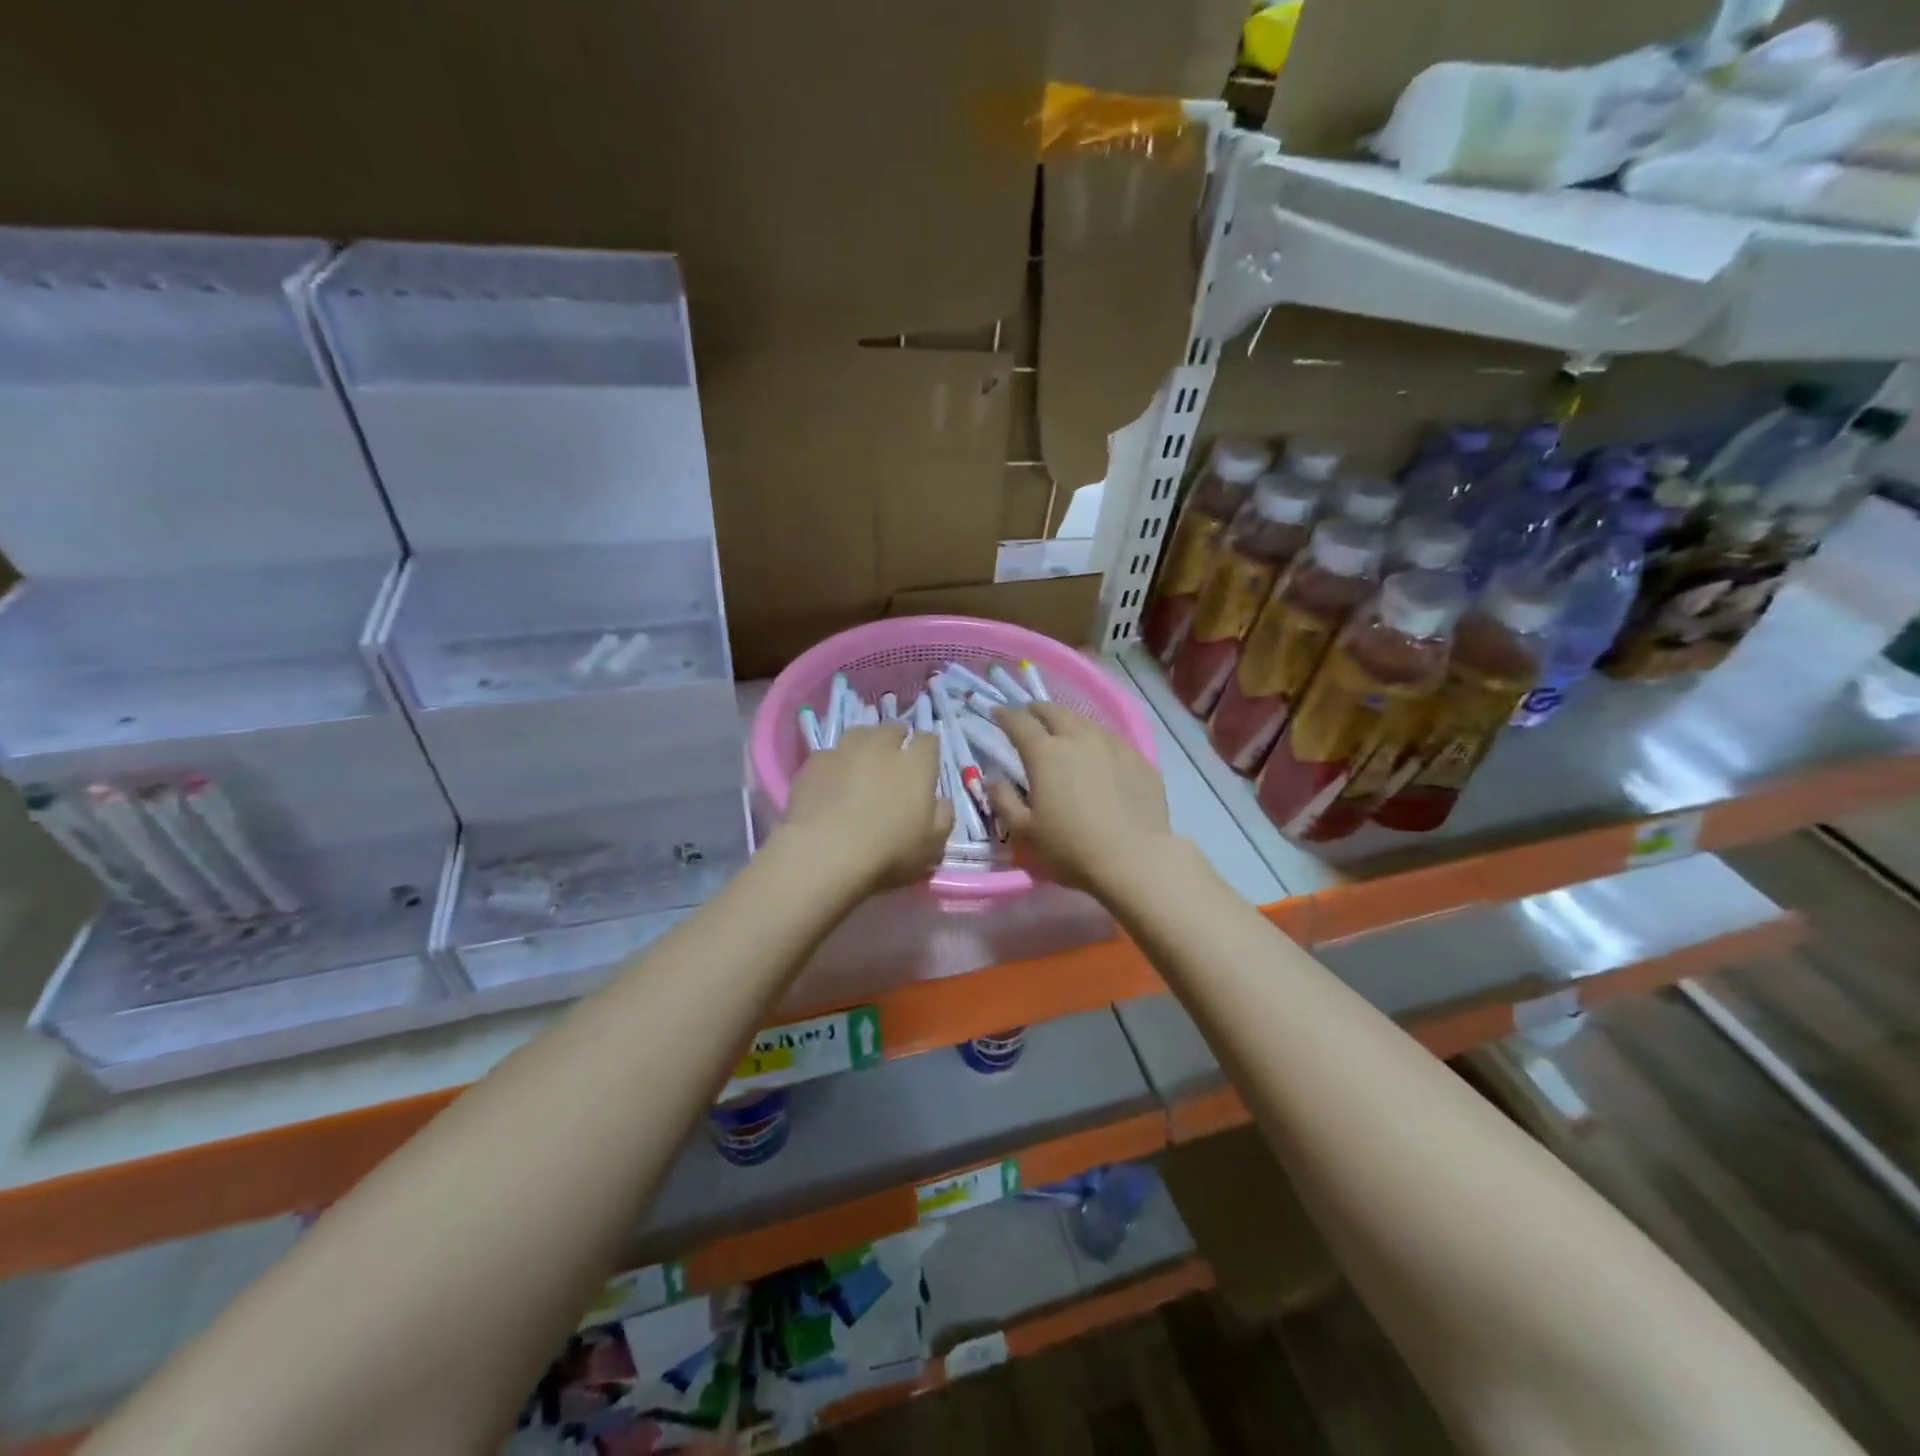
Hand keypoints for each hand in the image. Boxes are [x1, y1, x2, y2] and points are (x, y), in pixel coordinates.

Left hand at [778, 724, 952, 890]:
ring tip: (861, 764)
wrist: (824, 853)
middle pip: (892, 729)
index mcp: (916, 764)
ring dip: (865, 744)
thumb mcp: (932, 845)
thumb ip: (943, 817)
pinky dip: (834, 764)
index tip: (925, 763)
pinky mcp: (813, 763)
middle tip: (894, 760)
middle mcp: (881, 747)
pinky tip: (831, 783)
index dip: (928, 749)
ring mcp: (844, 751)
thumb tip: (941, 801)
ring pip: (859, 734)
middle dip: (896, 739)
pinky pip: (829, 755)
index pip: (928, 741)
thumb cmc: (888, 852)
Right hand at [988, 703, 1176, 895]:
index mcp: (1045, 753)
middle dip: (1037, 710)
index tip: (997, 712)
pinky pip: (1112, 739)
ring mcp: (1113, 745)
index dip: (1005, 715)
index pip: (1019, 723)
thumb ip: (1003, 801)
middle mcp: (1078, 738)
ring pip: (1085, 721)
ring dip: (1068, 721)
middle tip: (1029, 715)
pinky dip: (1097, 740)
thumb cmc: (1071, 848)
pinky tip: (1099, 755)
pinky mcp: (1139, 759)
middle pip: (1054, 711)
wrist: (1136, 860)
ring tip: (1064, 732)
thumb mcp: (1024, 832)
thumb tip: (993, 779)